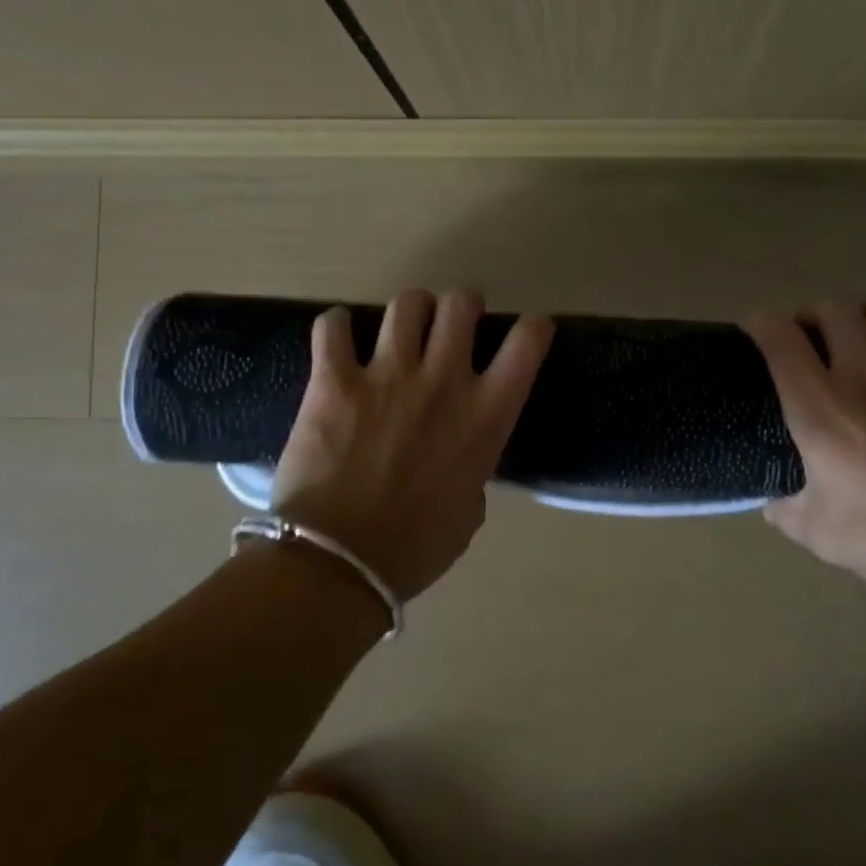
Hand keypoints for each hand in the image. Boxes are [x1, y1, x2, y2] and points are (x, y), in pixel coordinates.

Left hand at [270, 289, 552, 600]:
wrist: (339, 562)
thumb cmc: (415, 548)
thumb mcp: (469, 512)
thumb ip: (472, 472)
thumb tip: (460, 461)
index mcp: (486, 415)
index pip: (527, 343)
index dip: (533, 327)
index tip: (528, 330)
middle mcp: (443, 380)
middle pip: (460, 304)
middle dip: (461, 308)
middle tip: (451, 327)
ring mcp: (387, 374)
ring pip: (406, 303)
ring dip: (409, 311)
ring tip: (401, 329)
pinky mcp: (334, 380)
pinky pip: (333, 326)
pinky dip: (337, 327)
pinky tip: (340, 339)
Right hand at [744, 302, 865, 608]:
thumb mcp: (822, 536)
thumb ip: (787, 513)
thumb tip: (774, 505)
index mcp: (819, 408)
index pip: (780, 339)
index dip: (760, 324)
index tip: (753, 331)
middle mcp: (864, 375)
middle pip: (832, 311)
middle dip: (811, 316)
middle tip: (806, 339)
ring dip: (859, 316)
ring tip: (854, 338)